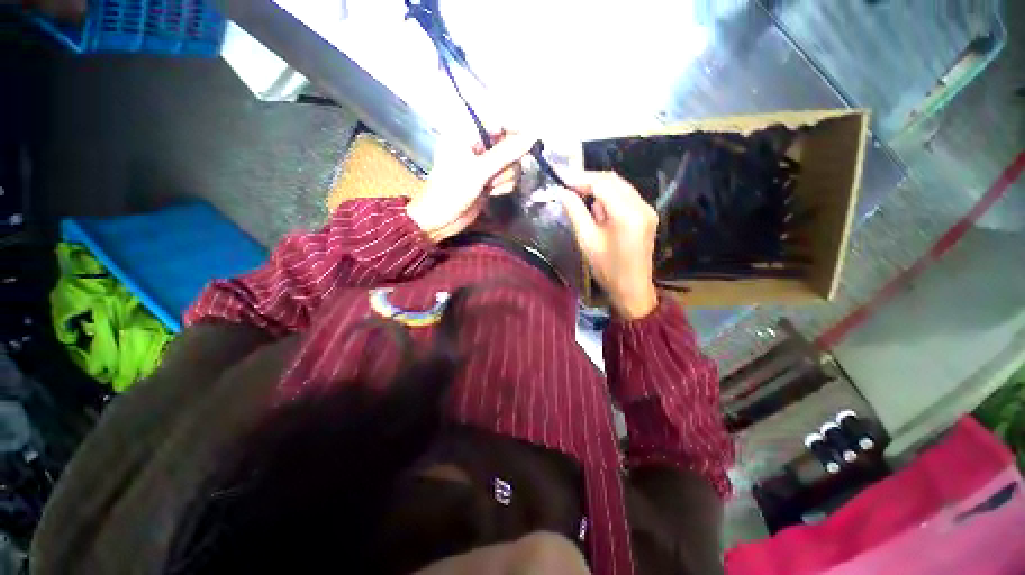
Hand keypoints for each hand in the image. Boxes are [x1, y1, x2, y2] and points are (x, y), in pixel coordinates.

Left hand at [407, 131, 534, 242]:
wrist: (440, 219)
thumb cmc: (452, 190)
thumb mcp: (479, 171)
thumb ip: (507, 153)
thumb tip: (532, 137)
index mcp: (467, 133)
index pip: (500, 122)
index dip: (517, 132)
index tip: (533, 143)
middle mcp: (477, 145)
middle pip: (509, 145)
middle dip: (507, 164)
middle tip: (495, 176)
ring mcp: (484, 164)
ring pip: (511, 164)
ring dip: (505, 178)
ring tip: (489, 187)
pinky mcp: (489, 179)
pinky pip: (507, 177)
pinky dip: (503, 186)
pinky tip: (491, 193)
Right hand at [559, 172, 658, 319]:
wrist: (632, 288)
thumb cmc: (607, 269)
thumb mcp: (587, 241)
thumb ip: (575, 212)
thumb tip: (563, 193)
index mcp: (627, 214)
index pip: (602, 184)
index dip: (581, 178)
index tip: (562, 178)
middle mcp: (641, 206)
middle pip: (613, 180)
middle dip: (589, 180)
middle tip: (568, 185)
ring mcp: (647, 209)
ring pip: (620, 186)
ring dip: (599, 187)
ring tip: (578, 195)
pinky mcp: (646, 215)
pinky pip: (625, 196)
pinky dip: (609, 196)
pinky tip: (596, 206)